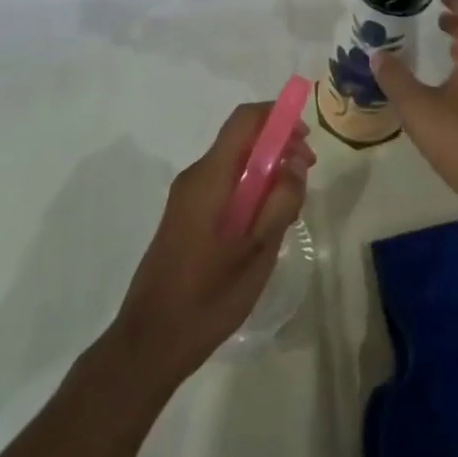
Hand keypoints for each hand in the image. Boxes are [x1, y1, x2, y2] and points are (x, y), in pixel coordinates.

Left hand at [108, 103, 313, 386]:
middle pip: (240, 140)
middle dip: (277, 146)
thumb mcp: (257, 250)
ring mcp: (187, 197)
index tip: (306, 136)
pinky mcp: (185, 217)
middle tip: (306, 174)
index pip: (244, 121)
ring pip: (234, 165)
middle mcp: (195, 177)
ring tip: (291, 205)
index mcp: (210, 177)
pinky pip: (223, 186)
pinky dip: (249, 190)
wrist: (151, 341)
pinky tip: (266, 223)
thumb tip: (294, 164)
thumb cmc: (208, 296)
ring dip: (266, 171)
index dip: (277, 116)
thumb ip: (280, 202)